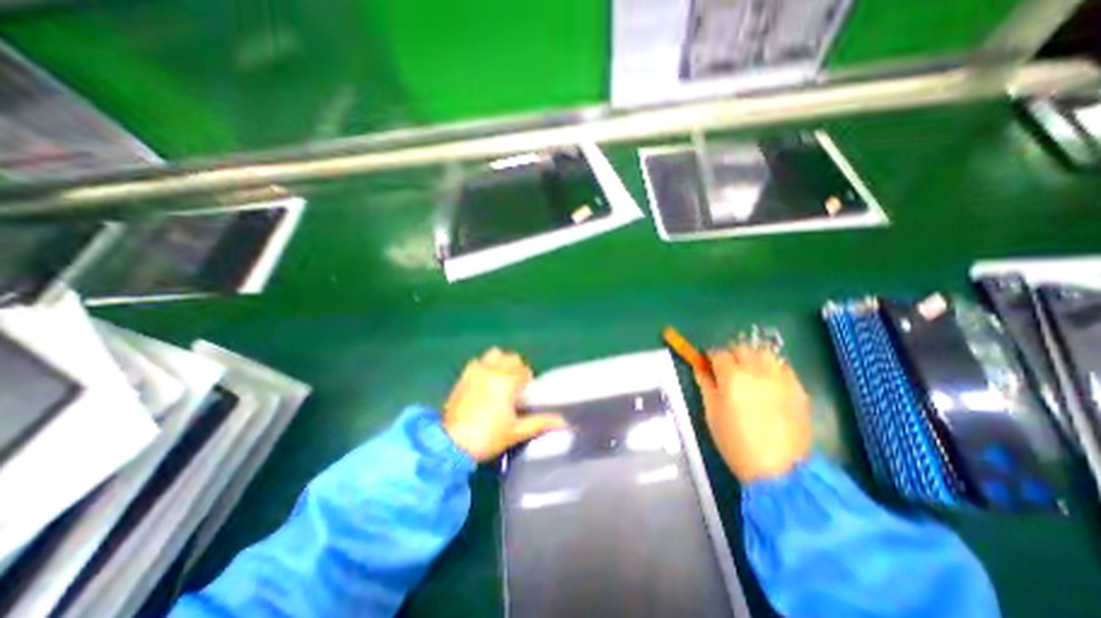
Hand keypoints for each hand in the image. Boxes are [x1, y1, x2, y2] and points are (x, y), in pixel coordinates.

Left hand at [441, 350, 562, 461]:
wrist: (451, 444)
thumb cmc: (488, 437)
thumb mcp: (517, 431)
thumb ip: (541, 423)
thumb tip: (564, 423)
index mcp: (507, 380)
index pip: (524, 370)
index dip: (527, 380)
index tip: (525, 394)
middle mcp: (492, 370)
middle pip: (510, 357)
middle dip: (516, 367)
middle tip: (515, 386)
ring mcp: (475, 371)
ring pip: (493, 354)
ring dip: (500, 362)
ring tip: (500, 379)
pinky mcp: (463, 376)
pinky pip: (477, 361)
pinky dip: (484, 365)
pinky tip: (484, 381)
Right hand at [696, 342, 814, 482]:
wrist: (779, 470)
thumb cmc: (735, 442)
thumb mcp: (712, 413)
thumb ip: (706, 385)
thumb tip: (700, 368)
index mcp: (732, 376)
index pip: (718, 353)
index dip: (711, 358)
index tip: (709, 366)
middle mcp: (757, 371)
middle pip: (742, 348)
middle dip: (733, 356)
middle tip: (729, 371)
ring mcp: (781, 379)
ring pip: (765, 354)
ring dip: (754, 359)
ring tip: (751, 374)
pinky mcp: (799, 389)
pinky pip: (784, 368)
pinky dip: (773, 370)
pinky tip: (770, 385)